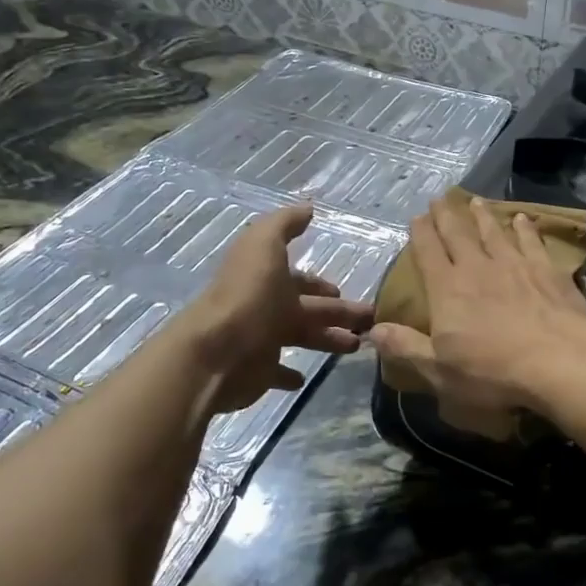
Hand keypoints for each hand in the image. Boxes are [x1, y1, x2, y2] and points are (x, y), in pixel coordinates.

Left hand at [178, 204, 375, 413]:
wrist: (217, 350)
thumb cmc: (247, 295)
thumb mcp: (264, 244)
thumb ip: (284, 224)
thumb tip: (307, 208)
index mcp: (269, 279)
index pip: (300, 280)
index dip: (320, 284)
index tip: (343, 289)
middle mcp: (266, 308)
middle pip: (309, 309)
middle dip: (338, 312)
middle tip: (369, 321)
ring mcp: (262, 341)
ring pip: (304, 338)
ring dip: (329, 339)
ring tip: (357, 345)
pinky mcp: (259, 372)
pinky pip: (278, 372)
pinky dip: (290, 374)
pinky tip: (306, 377)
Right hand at [370, 195, 585, 418]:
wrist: (558, 360)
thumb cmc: (493, 371)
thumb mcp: (439, 370)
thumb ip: (406, 347)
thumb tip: (374, 330)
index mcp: (447, 290)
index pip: (428, 253)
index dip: (421, 234)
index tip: (416, 217)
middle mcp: (477, 268)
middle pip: (457, 235)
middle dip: (446, 216)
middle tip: (439, 199)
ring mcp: (514, 264)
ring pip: (493, 232)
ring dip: (482, 216)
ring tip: (475, 202)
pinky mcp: (546, 270)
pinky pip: (531, 241)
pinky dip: (524, 228)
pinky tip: (523, 219)